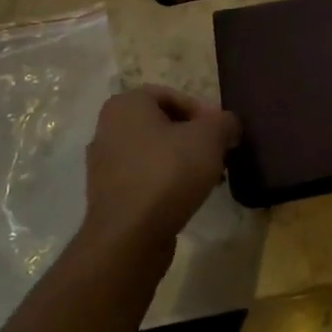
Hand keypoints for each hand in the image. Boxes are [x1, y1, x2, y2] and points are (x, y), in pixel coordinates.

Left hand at [83, 86, 239, 250]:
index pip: (172, 96)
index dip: (202, 112)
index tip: (221, 133)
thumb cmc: (168, 172)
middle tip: (217, 154)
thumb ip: (225, 122)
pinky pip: (143, 178)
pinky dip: (165, 182)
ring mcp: (103, 164)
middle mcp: (108, 128)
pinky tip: (185, 197)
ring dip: (181, 161)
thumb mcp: (210, 137)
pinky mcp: (107, 195)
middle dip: (193, 137)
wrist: (130, 236)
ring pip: (153, 152)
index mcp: (126, 104)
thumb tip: (229, 125)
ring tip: (207, 178)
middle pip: (163, 124)